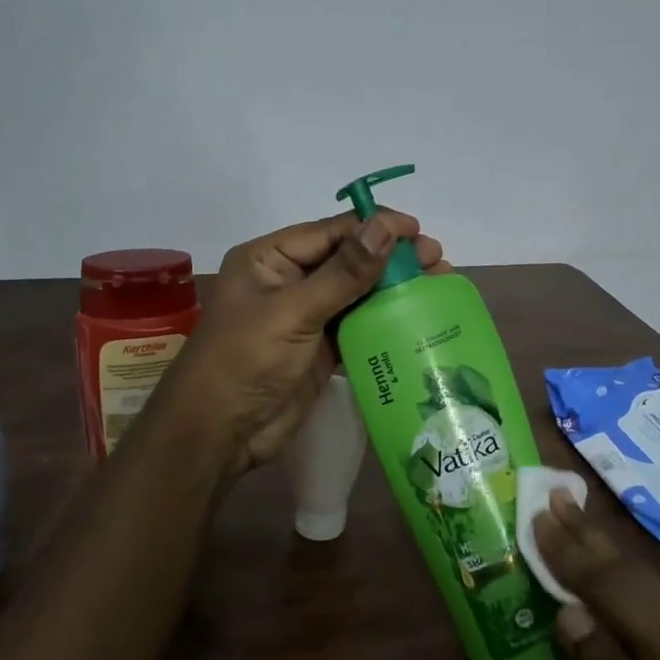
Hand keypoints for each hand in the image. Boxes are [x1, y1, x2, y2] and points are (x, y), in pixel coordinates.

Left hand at [161, 210, 446, 477]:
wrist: (220, 432)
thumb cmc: (247, 359)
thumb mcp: (294, 310)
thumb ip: (344, 272)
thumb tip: (385, 227)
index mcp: (270, 258)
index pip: (332, 232)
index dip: (376, 228)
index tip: (419, 232)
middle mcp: (288, 280)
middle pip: (349, 260)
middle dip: (392, 258)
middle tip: (438, 262)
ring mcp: (305, 316)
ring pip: (357, 293)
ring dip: (394, 289)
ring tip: (438, 284)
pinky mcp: (320, 349)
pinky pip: (357, 326)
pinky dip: (385, 321)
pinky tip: (417, 317)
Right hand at [534, 491, 659, 659]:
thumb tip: (569, 615)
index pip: (608, 582)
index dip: (567, 550)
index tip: (534, 514)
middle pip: (629, 568)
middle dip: (587, 532)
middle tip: (551, 493)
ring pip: (649, 579)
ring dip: (606, 550)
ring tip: (575, 521)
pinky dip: (630, 578)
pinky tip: (621, 580)